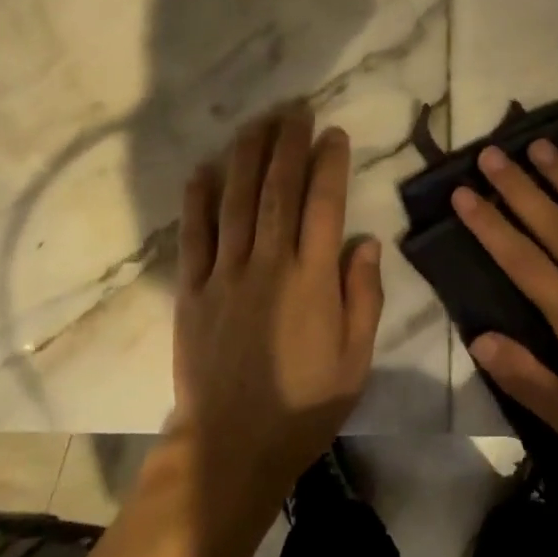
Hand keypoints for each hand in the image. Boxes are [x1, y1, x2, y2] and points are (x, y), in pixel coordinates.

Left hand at [171, 106, 384, 502]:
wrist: (231, 447)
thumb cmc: (303, 406)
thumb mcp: (355, 360)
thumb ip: (363, 297)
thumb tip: (366, 240)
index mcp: (311, 280)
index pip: (323, 205)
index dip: (329, 163)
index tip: (333, 132)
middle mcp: (268, 265)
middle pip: (278, 190)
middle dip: (288, 144)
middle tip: (295, 109)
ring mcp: (225, 275)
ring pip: (236, 201)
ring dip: (247, 156)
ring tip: (257, 123)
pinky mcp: (192, 290)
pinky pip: (194, 236)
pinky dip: (198, 200)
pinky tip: (203, 169)